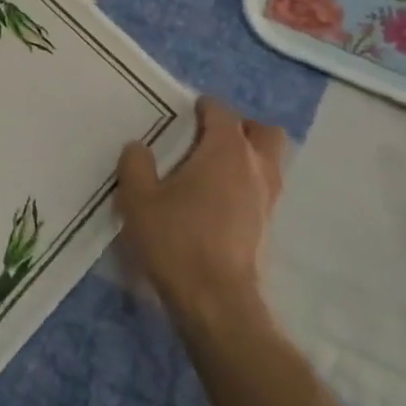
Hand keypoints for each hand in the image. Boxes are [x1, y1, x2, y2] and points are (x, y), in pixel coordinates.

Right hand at [117, 98, 286, 338]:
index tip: (187, 110)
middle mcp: (255, 167)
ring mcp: (267, 198)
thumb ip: (136, 166)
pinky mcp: (268, 225)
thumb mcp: (138, 199)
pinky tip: (218, 199)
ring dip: (247, 156)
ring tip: (213, 168)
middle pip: (263, 132)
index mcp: (225, 151)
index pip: (222, 113)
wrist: (215, 298)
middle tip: (208, 137)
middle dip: (240, 127)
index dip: (204, 107)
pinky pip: (263, 188)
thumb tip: (138, 147)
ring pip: (269, 161)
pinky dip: (246, 183)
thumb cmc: (176, 239)